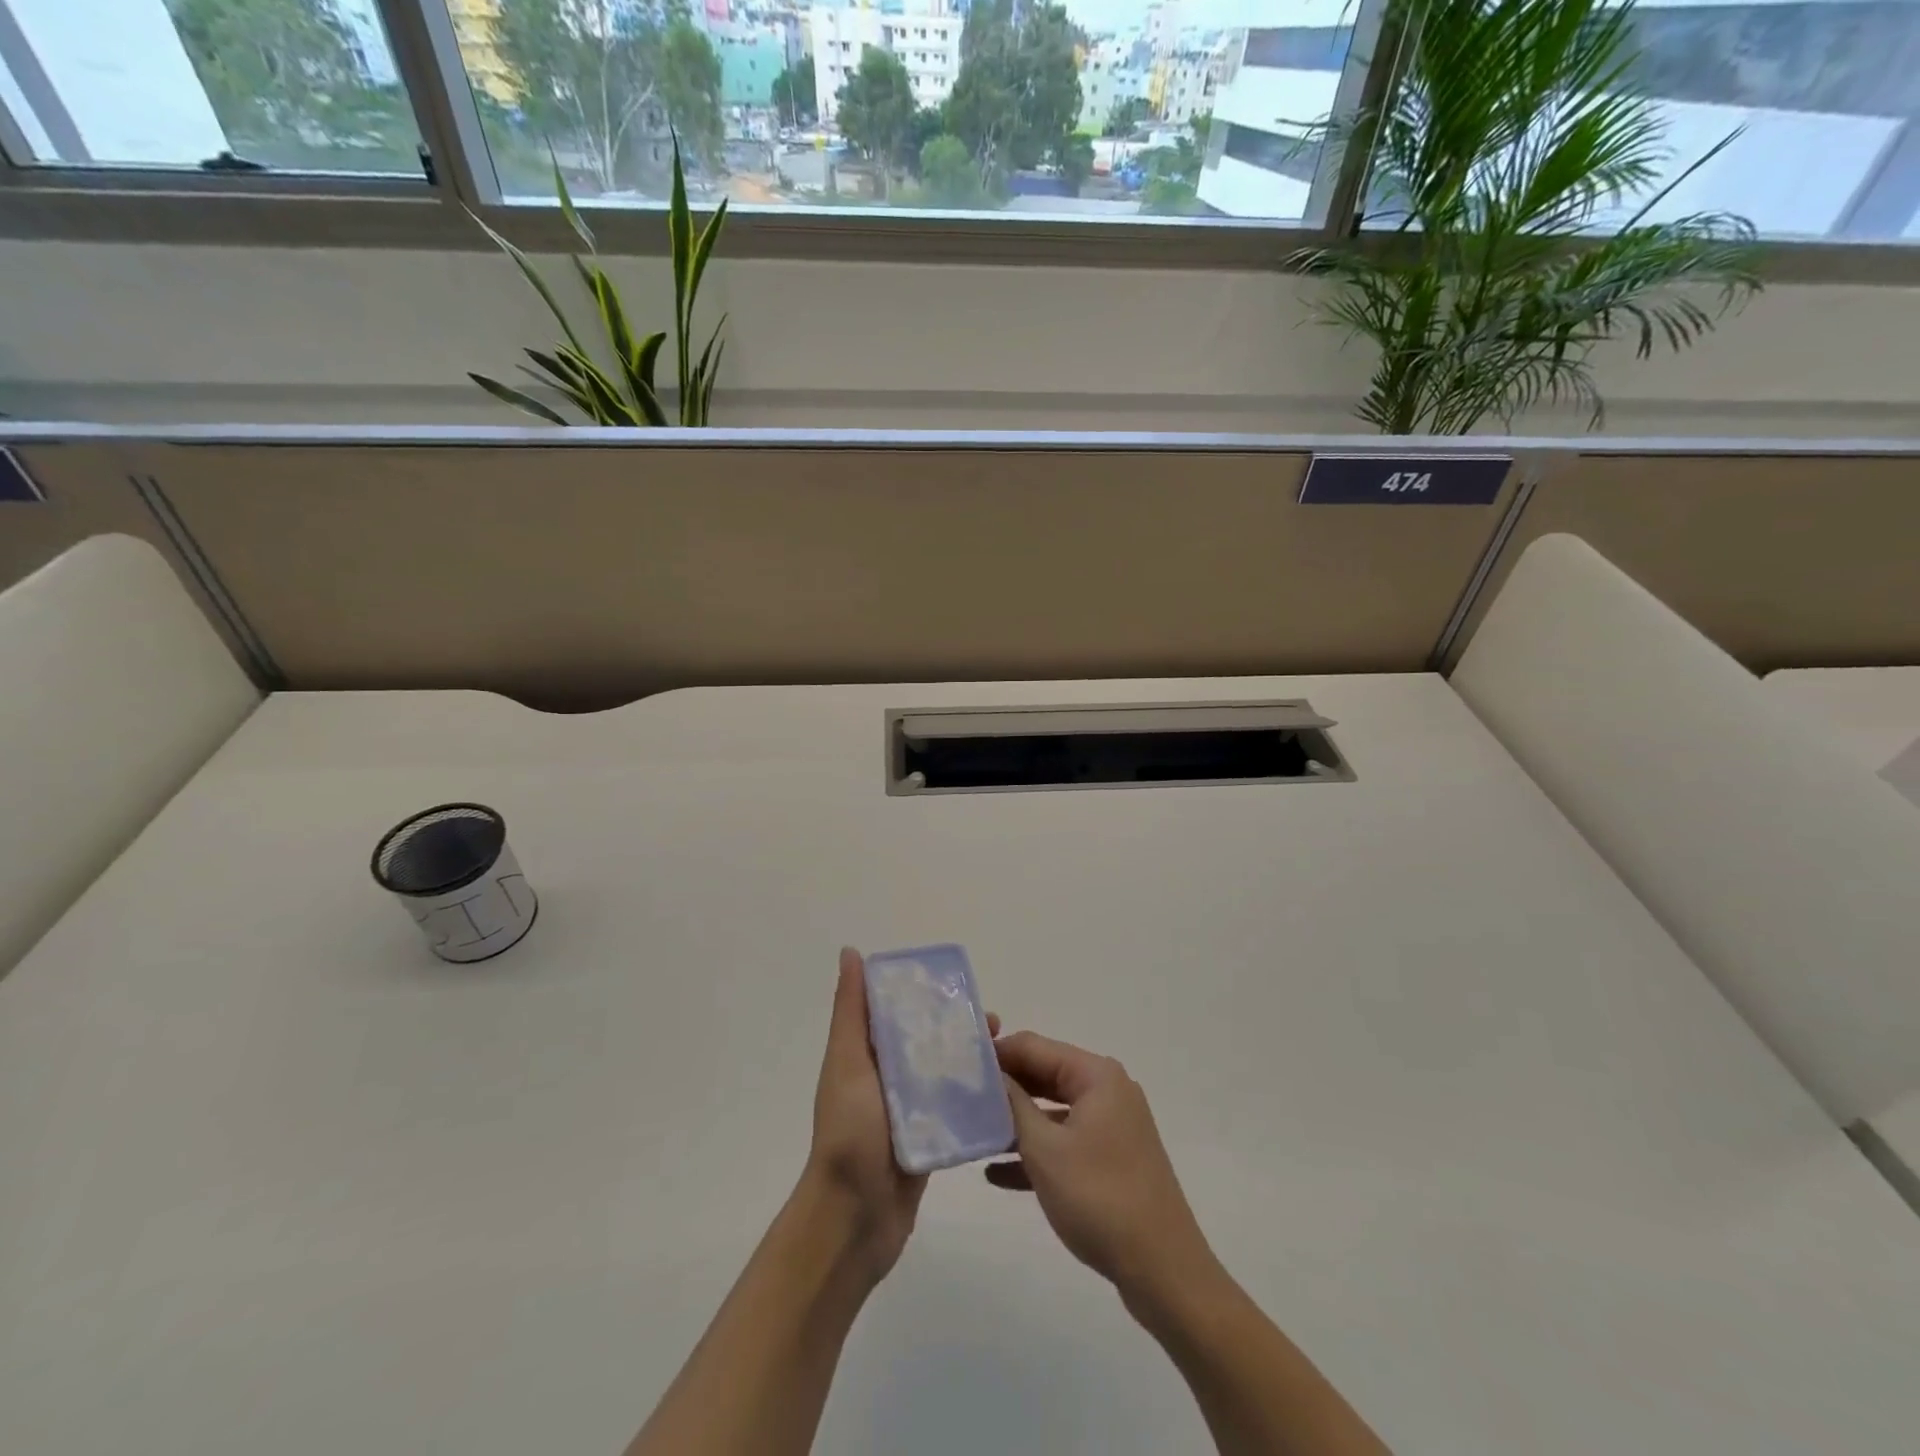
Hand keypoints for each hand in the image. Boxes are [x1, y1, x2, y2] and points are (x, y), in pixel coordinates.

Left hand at [803, 948, 997, 1282]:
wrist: (853, 1219)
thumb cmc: (849, 1133)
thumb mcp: (847, 1062)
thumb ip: (851, 1011)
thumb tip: (850, 952)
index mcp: (866, 1055)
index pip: (898, 1011)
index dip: (926, 995)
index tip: (961, 987)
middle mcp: (887, 1078)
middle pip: (927, 1041)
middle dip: (958, 1028)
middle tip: (996, 1023)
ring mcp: (910, 1111)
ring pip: (944, 1074)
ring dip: (971, 1062)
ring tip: (1007, 1055)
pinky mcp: (930, 1140)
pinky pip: (955, 1111)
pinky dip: (975, 1099)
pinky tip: (1006, 1093)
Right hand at [987, 1031, 1218, 1308]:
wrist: (1163, 1271)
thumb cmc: (1099, 1198)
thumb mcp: (1044, 1149)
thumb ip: (1012, 1104)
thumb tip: (988, 1072)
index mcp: (1096, 1075)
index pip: (1034, 1046)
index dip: (996, 1053)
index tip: (957, 1068)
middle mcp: (1107, 1091)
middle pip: (1044, 1075)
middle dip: (1004, 1088)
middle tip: (960, 1100)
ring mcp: (1112, 1126)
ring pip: (1052, 1112)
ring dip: (1015, 1123)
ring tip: (972, 1133)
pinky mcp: (1112, 1160)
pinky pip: (1065, 1143)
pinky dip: (1035, 1152)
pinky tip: (996, 1173)